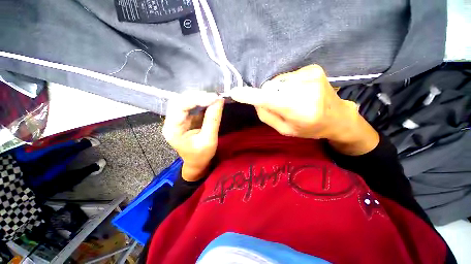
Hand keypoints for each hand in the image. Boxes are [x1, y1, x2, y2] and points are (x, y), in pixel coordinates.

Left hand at [162, 91, 223, 180]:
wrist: (197, 162)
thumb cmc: (201, 155)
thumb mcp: (209, 139)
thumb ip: (213, 120)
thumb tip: (219, 101)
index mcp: (172, 129)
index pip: (180, 107)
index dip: (197, 99)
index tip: (214, 98)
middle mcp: (171, 121)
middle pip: (180, 100)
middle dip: (197, 96)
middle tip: (214, 96)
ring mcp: (177, 119)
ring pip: (184, 100)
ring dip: (199, 97)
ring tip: (213, 98)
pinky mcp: (184, 118)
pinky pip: (191, 105)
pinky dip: (201, 101)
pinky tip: (210, 101)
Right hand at [229, 64, 378, 154]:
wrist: (338, 117)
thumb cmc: (309, 128)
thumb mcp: (285, 130)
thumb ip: (267, 116)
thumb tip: (256, 100)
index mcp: (299, 112)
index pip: (268, 100)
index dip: (250, 96)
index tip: (235, 92)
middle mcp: (306, 91)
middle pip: (271, 88)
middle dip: (269, 96)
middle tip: (281, 105)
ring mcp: (312, 76)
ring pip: (278, 81)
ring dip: (278, 90)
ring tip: (293, 99)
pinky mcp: (314, 68)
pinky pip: (287, 76)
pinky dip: (287, 84)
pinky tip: (299, 92)